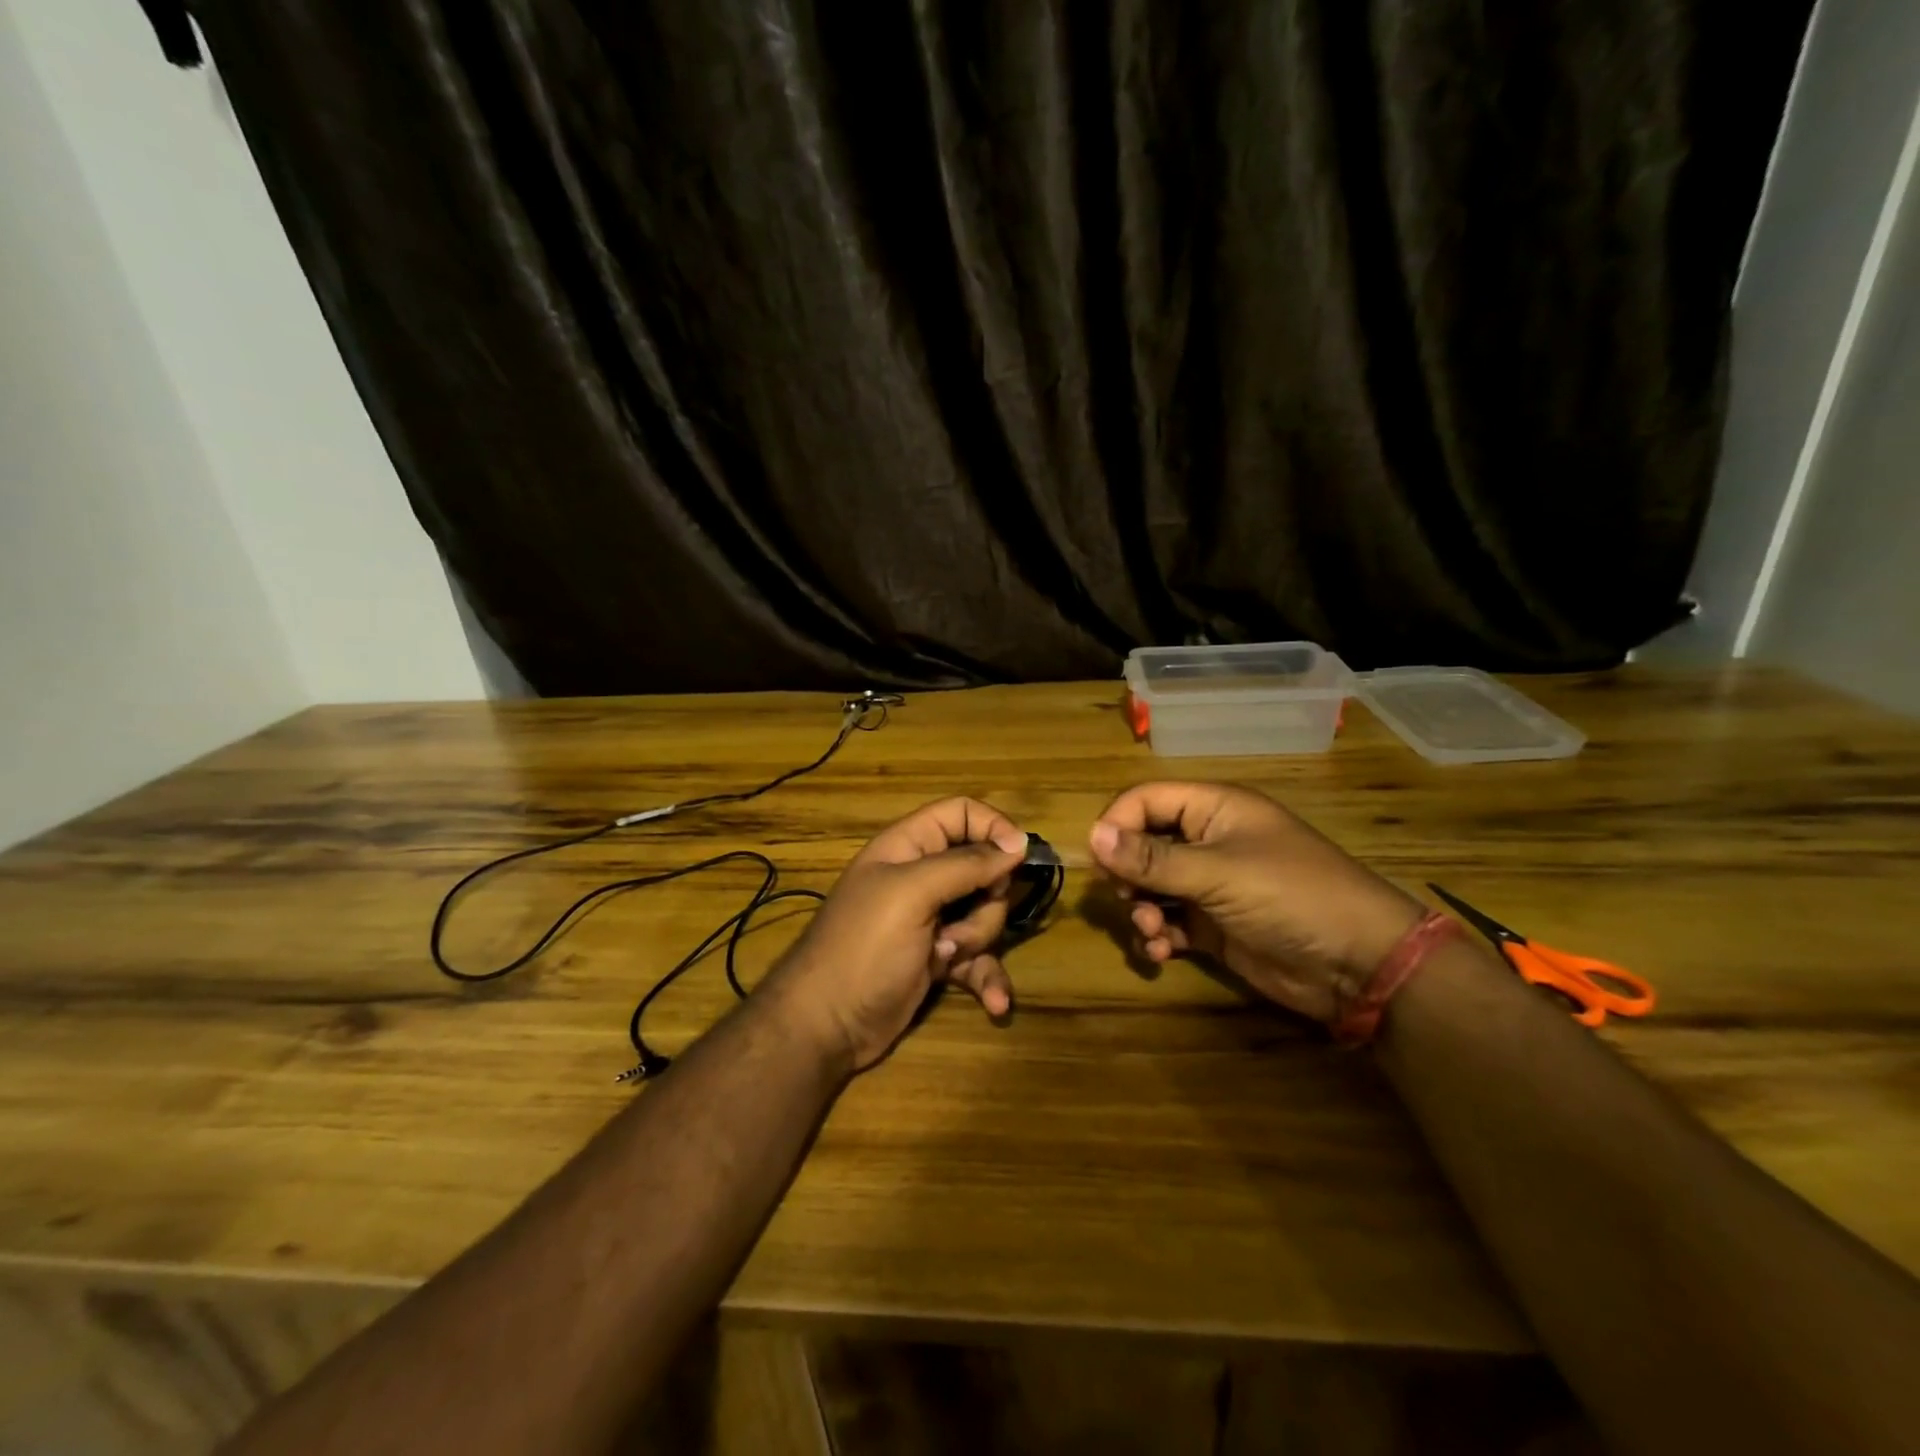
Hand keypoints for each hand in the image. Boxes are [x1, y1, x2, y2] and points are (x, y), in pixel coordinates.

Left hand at [760, 797, 1028, 1073]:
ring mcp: (931, 920)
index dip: (993, 827)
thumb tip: (1018, 842)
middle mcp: (921, 877)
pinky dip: (988, 978)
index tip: (1019, 855)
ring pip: (985, 915)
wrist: (826, 1024)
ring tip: (945, 957)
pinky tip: (994, 1004)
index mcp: (908, 846)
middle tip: (961, 919)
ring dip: (978, 940)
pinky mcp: (938, 959)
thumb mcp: (912, 894)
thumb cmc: (865, 946)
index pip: (960, 813)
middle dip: (986, 899)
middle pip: (982, 868)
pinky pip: (980, 959)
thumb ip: (966, 864)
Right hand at [1088, 782, 1423, 1024]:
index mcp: (1213, 809)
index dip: (1117, 824)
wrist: (1359, 964)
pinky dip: (1158, 935)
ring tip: (1150, 931)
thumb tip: (1091, 835)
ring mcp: (1211, 884)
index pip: (1146, 800)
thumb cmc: (1289, 896)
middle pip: (1142, 844)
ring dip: (1140, 909)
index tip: (1099, 861)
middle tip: (1123, 898)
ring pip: (1151, 887)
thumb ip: (1152, 858)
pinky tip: (1161, 953)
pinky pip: (1169, 921)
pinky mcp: (1214, 924)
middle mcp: (1208, 840)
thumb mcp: (1218, 873)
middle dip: (1127, 874)